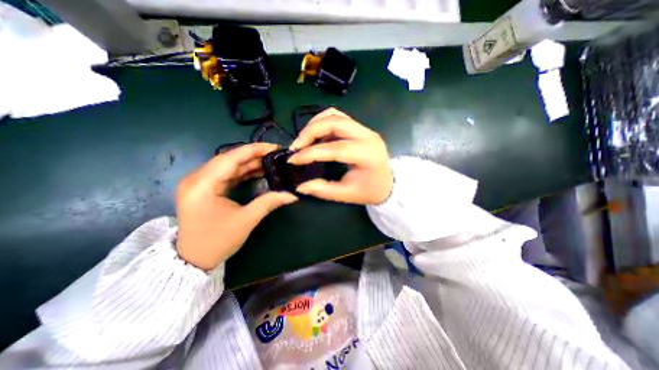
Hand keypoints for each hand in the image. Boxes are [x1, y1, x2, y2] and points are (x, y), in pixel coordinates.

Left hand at [176, 143, 296, 269]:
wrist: (192, 260)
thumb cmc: (216, 242)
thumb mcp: (245, 221)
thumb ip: (268, 203)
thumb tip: (292, 195)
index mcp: (202, 185)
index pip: (230, 158)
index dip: (254, 150)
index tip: (274, 147)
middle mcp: (196, 178)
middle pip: (229, 159)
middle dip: (254, 155)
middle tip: (275, 154)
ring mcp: (199, 182)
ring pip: (228, 165)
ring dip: (249, 163)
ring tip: (270, 161)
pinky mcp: (204, 188)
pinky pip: (226, 174)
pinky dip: (243, 172)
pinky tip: (258, 171)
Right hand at [288, 107, 389, 205]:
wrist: (388, 183)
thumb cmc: (369, 191)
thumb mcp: (346, 195)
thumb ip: (322, 190)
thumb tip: (299, 185)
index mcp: (367, 155)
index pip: (335, 148)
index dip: (311, 153)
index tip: (293, 160)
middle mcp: (367, 136)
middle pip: (334, 121)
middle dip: (310, 131)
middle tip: (296, 146)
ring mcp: (364, 129)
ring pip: (335, 115)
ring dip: (315, 124)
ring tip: (303, 141)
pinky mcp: (360, 128)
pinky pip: (338, 118)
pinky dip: (323, 123)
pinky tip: (316, 137)